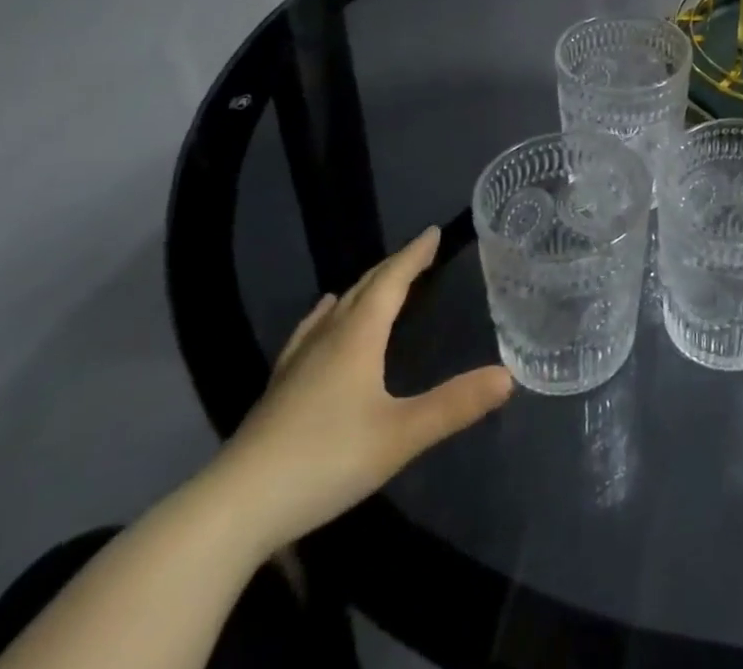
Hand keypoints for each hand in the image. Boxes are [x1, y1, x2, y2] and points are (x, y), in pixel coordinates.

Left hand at [206, 227, 512, 557]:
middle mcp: (327, 337)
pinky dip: (325, 316)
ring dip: (362, 289)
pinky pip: (310, 332)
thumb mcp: (400, 435)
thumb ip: (454, 405)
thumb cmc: (324, 460)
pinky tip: (320, 321)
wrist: (234, 509)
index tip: (432, 233)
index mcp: (358, 336)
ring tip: (376, 281)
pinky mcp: (278, 389)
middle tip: (416, 254)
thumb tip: (508, 376)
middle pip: (363, 288)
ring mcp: (297, 363)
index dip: (413, 255)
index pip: (391, 280)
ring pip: (335, 309)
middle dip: (392, 267)